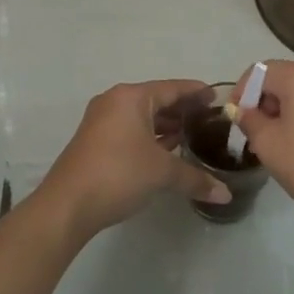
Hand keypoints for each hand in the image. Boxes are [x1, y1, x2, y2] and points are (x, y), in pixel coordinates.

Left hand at [34, 79, 230, 239]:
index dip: (196, 92)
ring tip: (192, 135)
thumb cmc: (118, 174)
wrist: (67, 205)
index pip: (172, 88)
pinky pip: (130, 131)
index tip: (217, 96)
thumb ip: (196, 179)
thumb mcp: (162, 173)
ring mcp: (101, 122)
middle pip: (156, 100)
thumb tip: (226, 195)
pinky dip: (150, 137)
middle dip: (182, 110)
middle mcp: (115, 103)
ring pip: (142, 117)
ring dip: (165, 125)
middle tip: (209, 118)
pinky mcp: (95, 142)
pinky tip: (167, 151)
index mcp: (131, 98)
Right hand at [231, 60, 293, 242]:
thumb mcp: (268, 144)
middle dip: (262, 101)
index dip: (242, 92)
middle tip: (253, 134)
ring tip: (274, 142)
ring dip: (281, 110)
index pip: (260, 71)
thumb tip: (242, 110)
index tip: (235, 120)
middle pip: (282, 78)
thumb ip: (249, 120)